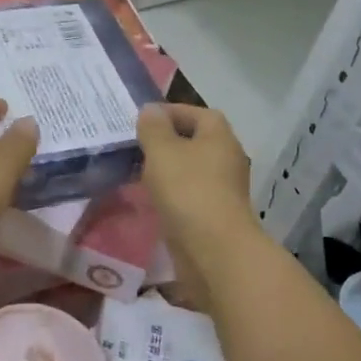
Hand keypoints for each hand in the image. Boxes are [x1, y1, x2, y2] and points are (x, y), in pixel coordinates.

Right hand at [135, 103, 257, 306]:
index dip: (169, 112)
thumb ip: (153, 128)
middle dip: (165, 142)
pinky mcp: (214, 213)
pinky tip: (150, 199)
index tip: (141, 120)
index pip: (195, 112)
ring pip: (190, 169)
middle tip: (134, 146)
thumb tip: (151, 110)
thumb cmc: (188, 191)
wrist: (214, 249)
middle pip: (194, 141)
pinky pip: (189, 194)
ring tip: (136, 171)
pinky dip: (171, 193)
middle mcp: (226, 157)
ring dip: (167, 169)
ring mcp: (222, 188)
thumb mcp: (162, 152)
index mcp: (218, 135)